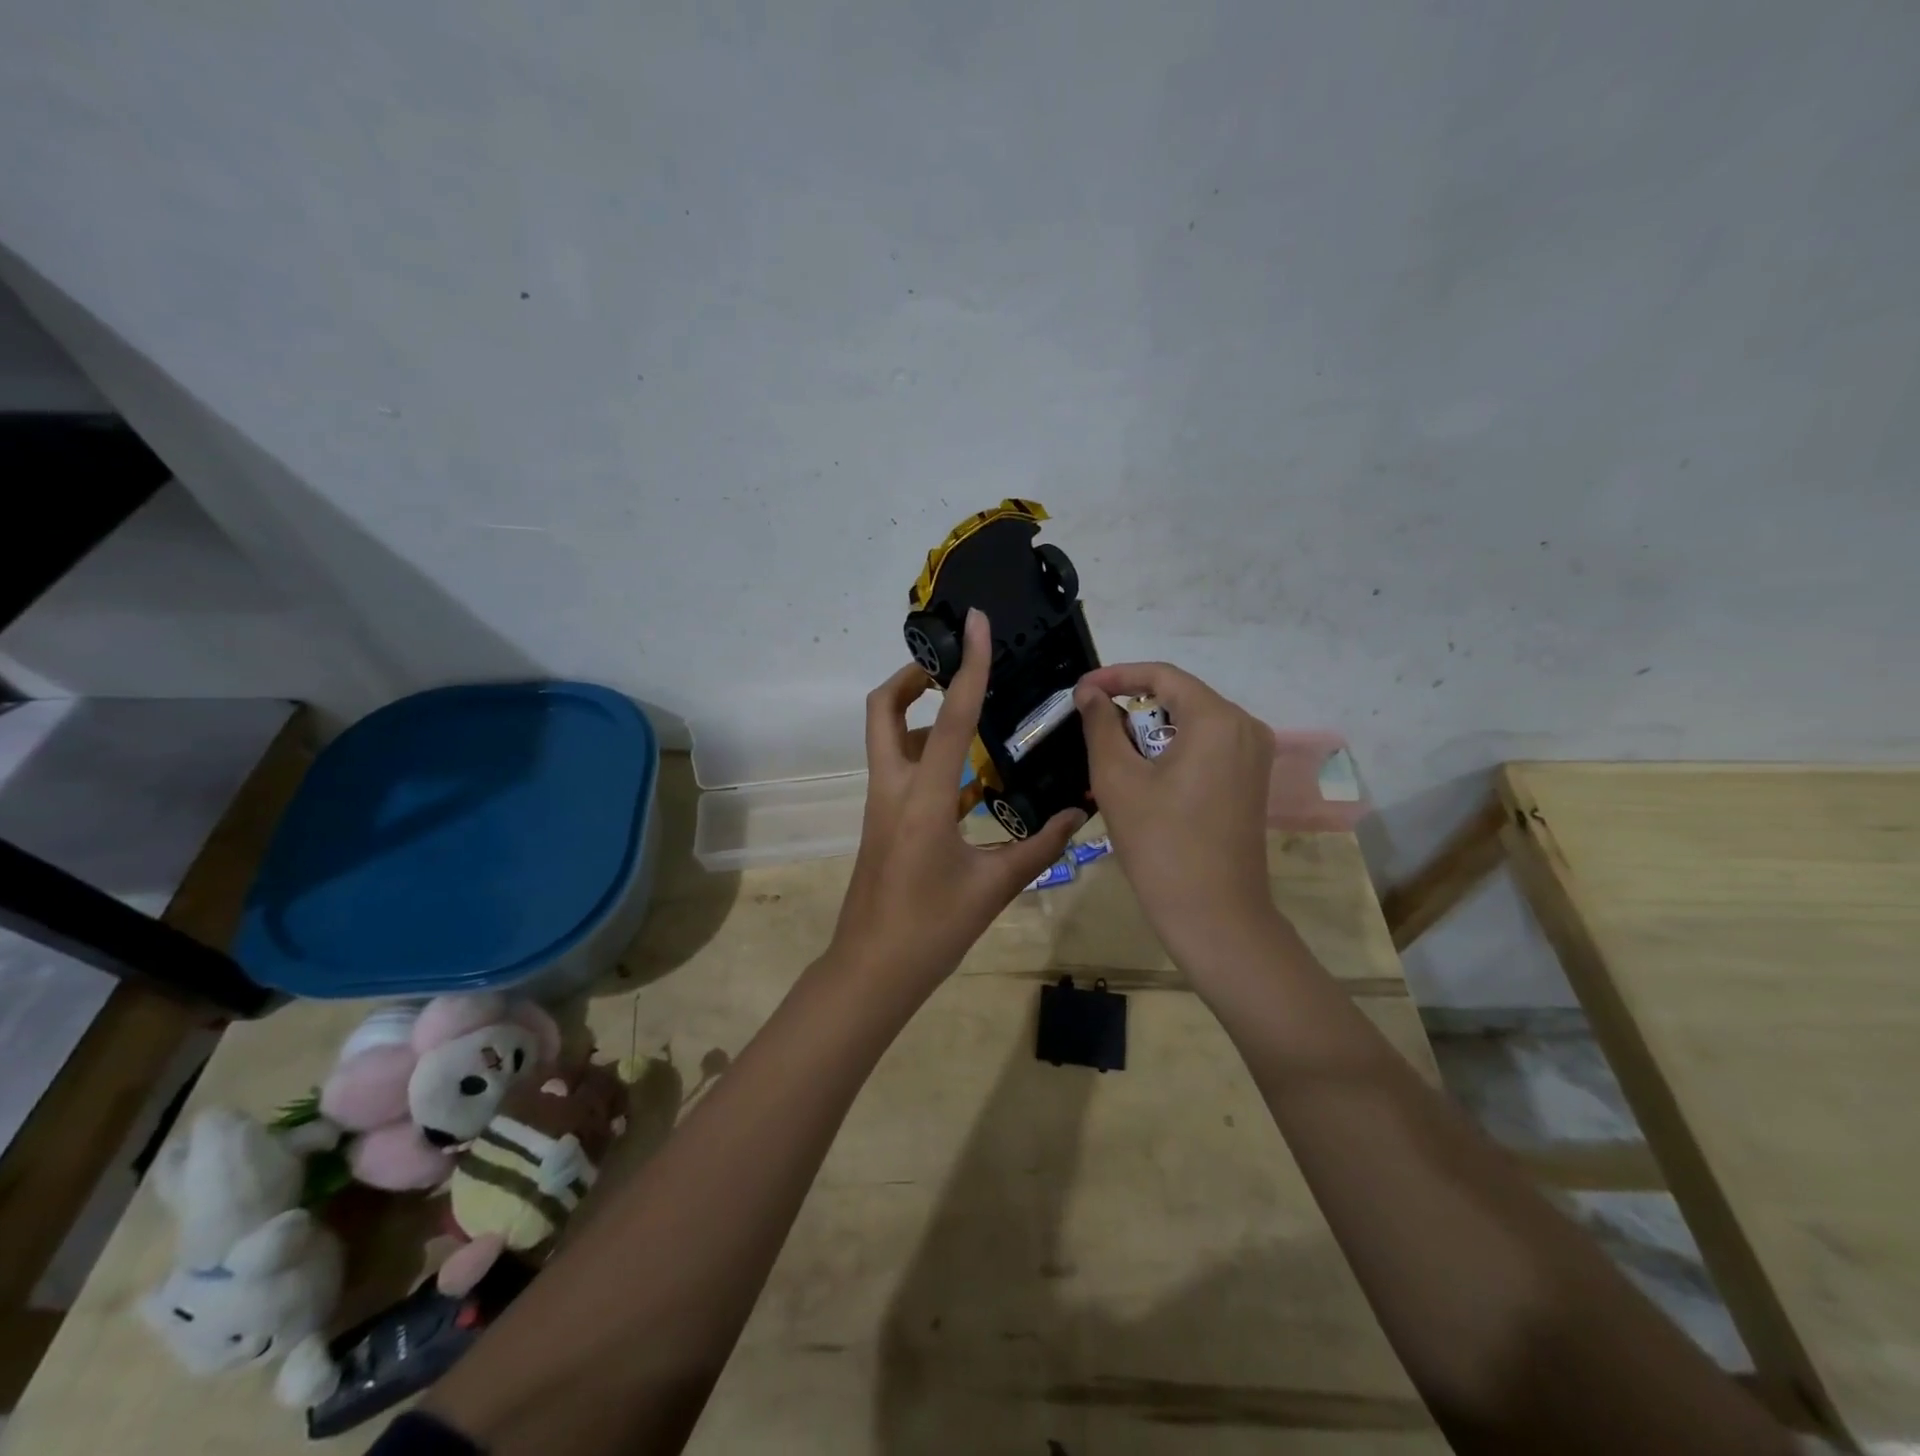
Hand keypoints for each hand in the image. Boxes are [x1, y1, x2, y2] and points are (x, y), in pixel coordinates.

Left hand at [833, 609, 1083, 990]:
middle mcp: (894, 788)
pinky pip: (902, 769)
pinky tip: (971, 773)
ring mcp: (882, 803)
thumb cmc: (932, 929)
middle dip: (912, 676)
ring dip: (921, 714)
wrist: (872, 970)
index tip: (975, 623)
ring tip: (970, 712)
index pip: (949, 716)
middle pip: (883, 709)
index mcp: (924, 798)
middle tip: (952, 668)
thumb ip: (1041, 846)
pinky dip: (929, 755)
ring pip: (889, 737)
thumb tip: (1080, 814)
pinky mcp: (884, 820)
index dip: (967, 665)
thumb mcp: (995, 886)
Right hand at [1074, 663, 1276, 970]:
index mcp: (1217, 719)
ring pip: (1193, 722)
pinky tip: (1144, 773)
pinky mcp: (1251, 780)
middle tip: (1091, 723)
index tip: (1080, 691)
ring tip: (1111, 751)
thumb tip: (1089, 693)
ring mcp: (1254, 755)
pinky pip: (1207, 746)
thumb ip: (1101, 725)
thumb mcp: (1118, 779)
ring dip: (1150, 729)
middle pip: (1180, 696)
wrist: (1214, 914)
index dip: (1116, 676)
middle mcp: (1245, 726)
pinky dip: (1172, 749)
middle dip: (1133, 705)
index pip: (1162, 675)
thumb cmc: (1160, 843)